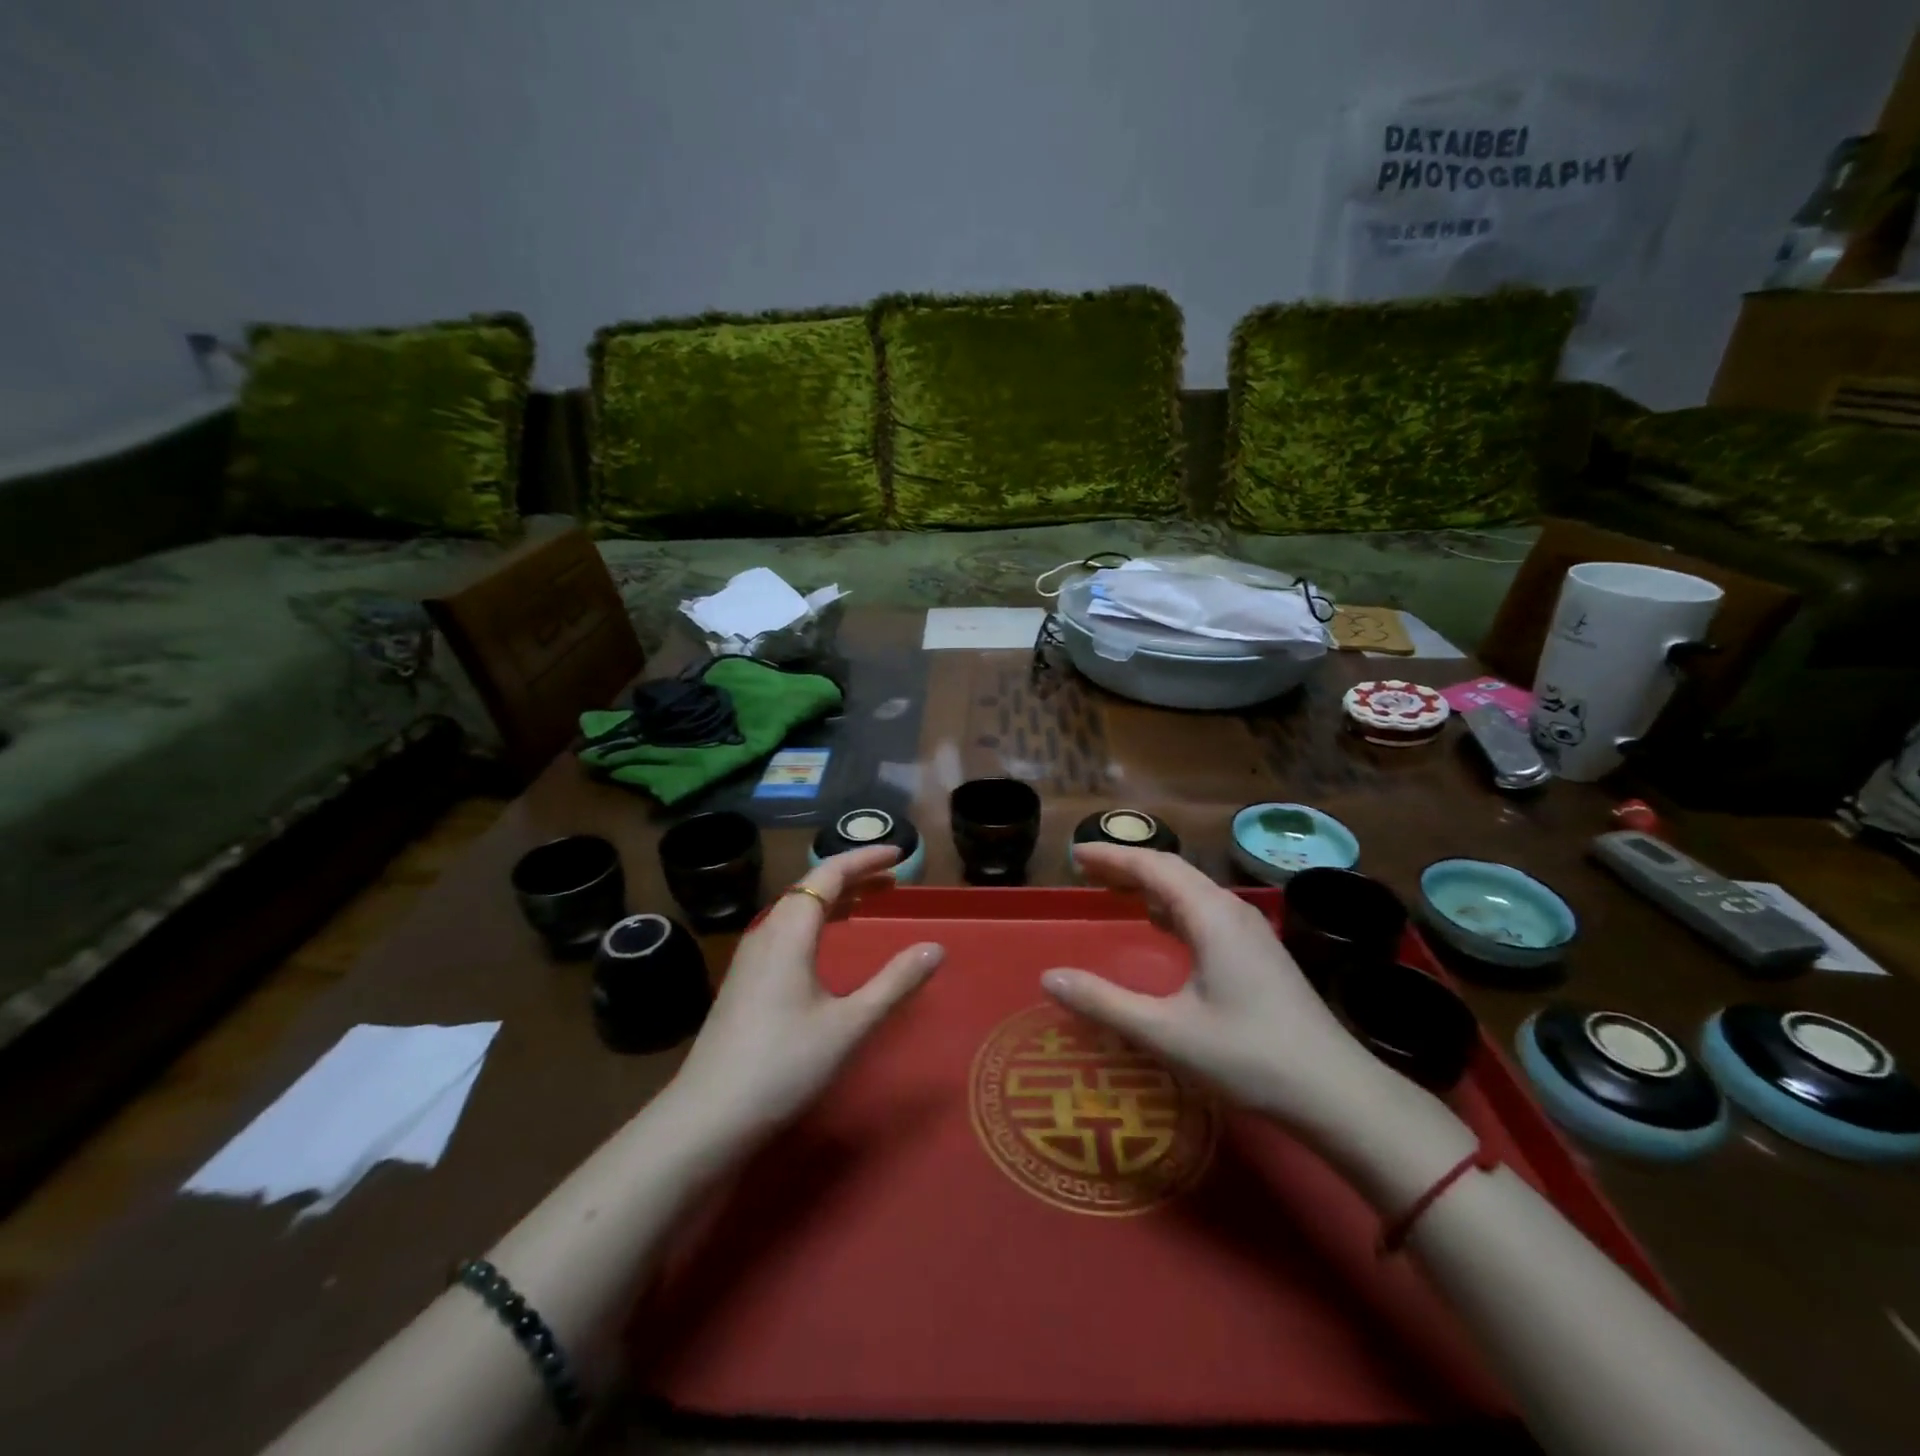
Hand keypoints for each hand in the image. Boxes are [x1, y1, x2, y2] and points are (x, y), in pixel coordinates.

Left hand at [669, 845, 942, 1140]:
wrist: (708, 1118)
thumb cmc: (784, 1065)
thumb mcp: (850, 1025)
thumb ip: (895, 983)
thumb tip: (936, 947)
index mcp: (789, 932)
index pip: (829, 874)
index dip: (865, 859)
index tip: (899, 854)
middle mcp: (766, 934)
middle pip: (811, 888)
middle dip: (853, 877)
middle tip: (892, 880)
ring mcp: (750, 959)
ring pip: (796, 911)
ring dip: (834, 900)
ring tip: (867, 903)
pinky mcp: (744, 982)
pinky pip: (785, 932)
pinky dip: (816, 922)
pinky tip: (826, 946)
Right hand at [1040, 845, 1402, 1137]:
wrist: (1338, 1093)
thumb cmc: (1248, 1057)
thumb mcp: (1166, 1032)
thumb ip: (1103, 1002)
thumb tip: (1048, 978)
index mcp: (1210, 915)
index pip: (1153, 866)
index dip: (1111, 856)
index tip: (1074, 853)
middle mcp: (1232, 911)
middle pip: (1173, 871)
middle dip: (1128, 866)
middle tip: (1087, 869)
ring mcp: (1251, 932)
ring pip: (1192, 891)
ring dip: (1152, 885)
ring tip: (1117, 890)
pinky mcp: (1260, 954)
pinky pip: (1206, 912)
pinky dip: (1174, 907)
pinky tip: (1165, 926)